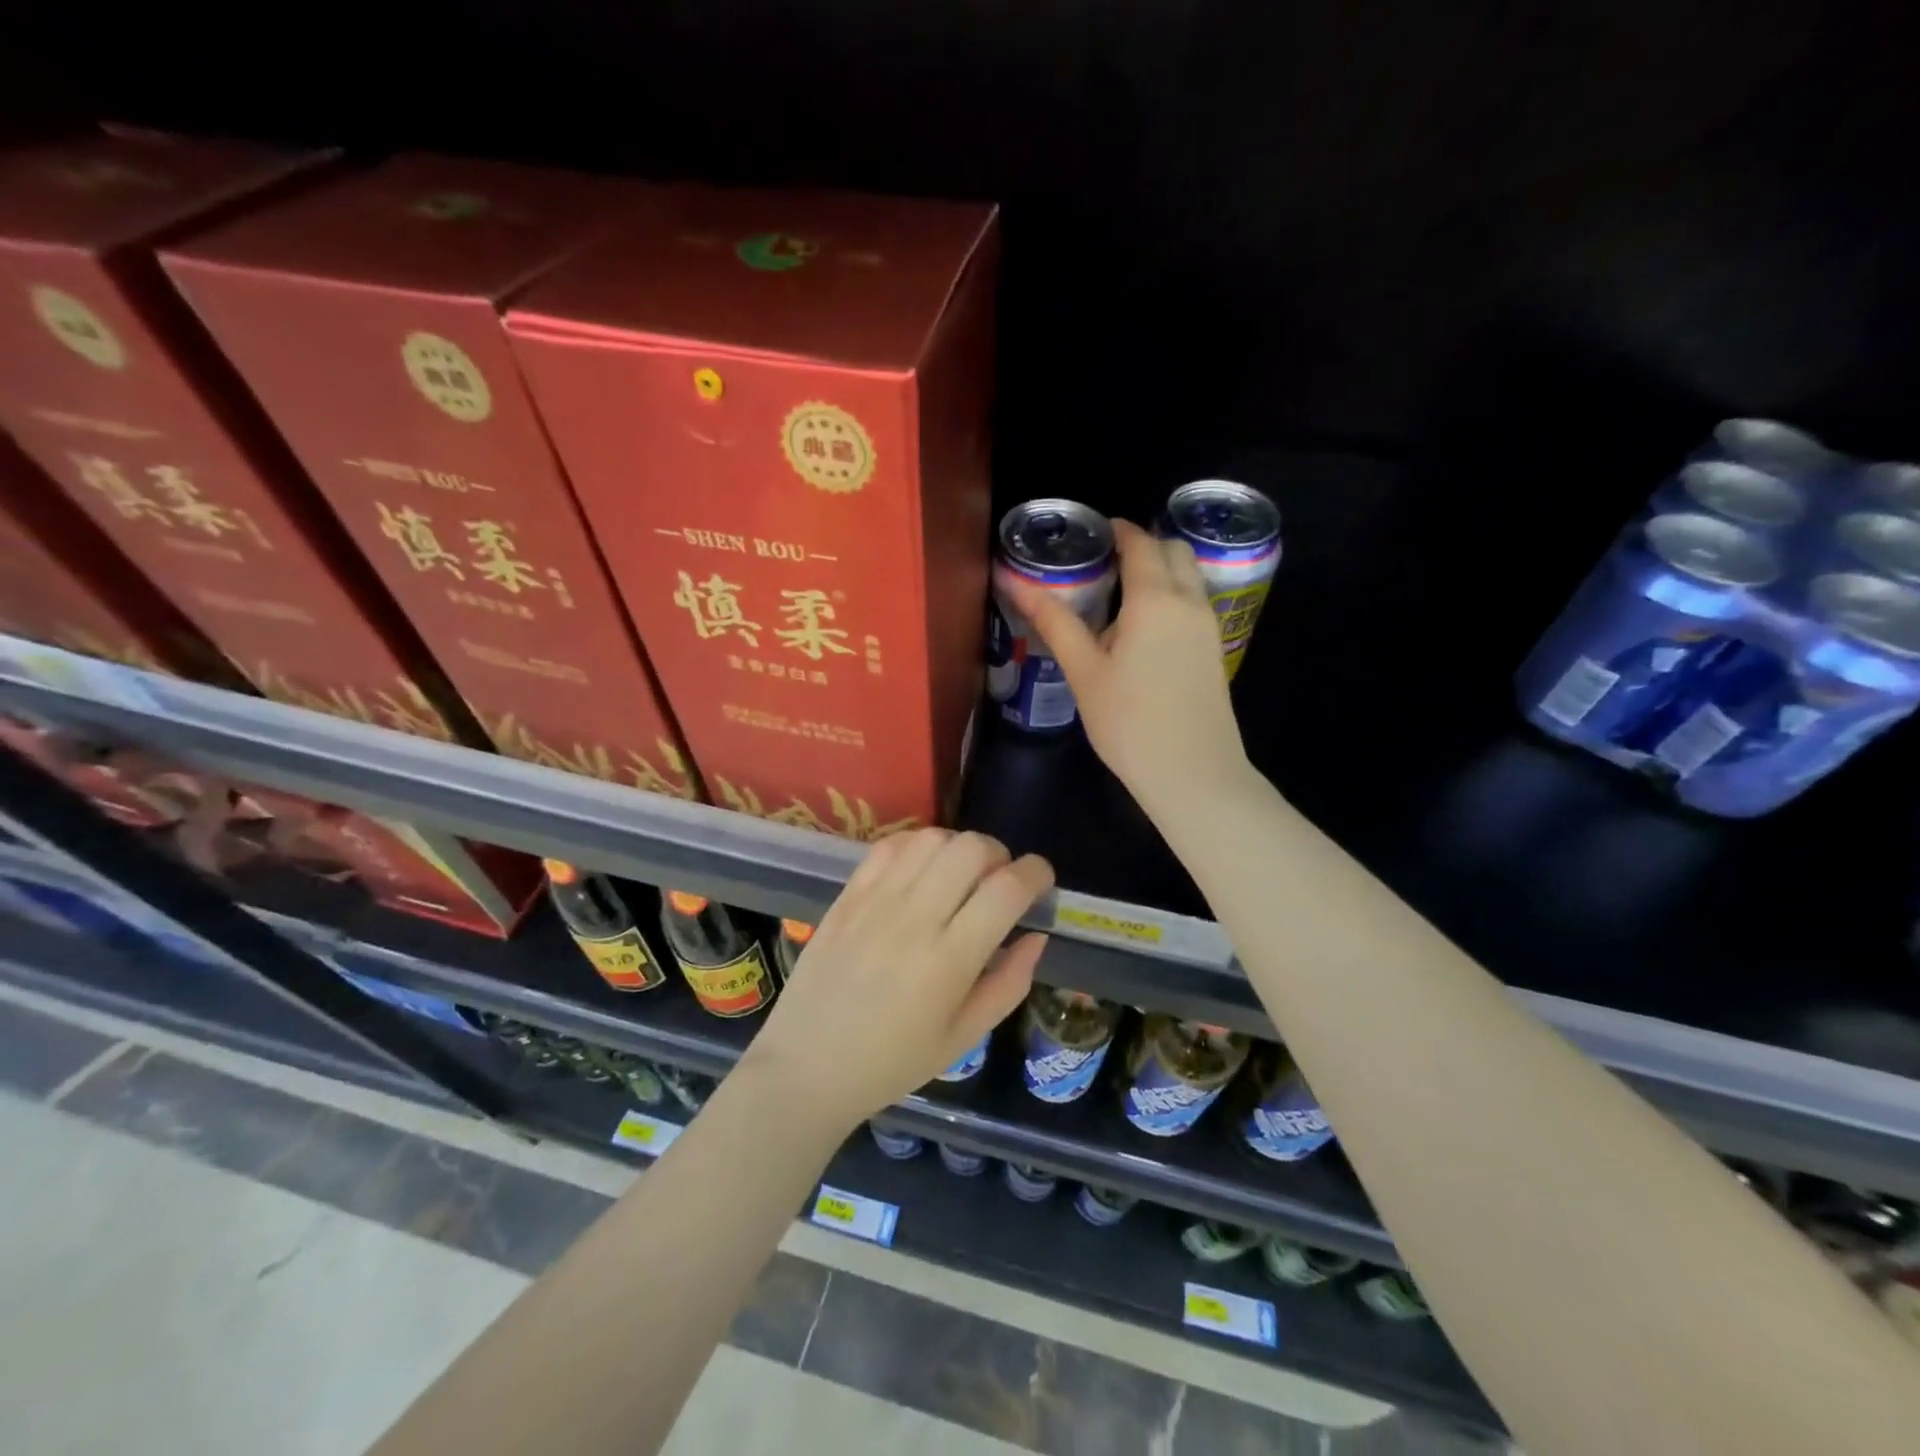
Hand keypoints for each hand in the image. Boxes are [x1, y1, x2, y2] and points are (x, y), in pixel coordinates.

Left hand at [744, 829, 1052, 1132]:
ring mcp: (876, 901)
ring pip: (933, 838)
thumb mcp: (963, 1038)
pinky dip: (918, 846)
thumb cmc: (892, 1063)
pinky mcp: (848, 894)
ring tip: (960, 876)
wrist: (806, 1066)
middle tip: (999, 882)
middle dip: (1000, 855)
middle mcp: (915, 918)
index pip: (1007, 888)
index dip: (1036, 873)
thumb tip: (1037, 936)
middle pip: (972, 848)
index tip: (1042, 880)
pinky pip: (890, 845)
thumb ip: (1009, 984)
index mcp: (949, 960)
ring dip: (959, 847)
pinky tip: (922, 872)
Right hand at [1008, 518, 1247, 813]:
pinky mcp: (1215, 648)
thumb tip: (1018, 584)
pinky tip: (1143, 628)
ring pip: (1189, 575)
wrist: (1193, 773)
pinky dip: (1172, 594)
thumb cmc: (1130, 722)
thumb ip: (1055, 623)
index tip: (1089, 533)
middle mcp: (1190, 601)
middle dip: (1142, 544)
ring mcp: (1209, 625)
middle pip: (1172, 550)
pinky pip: (1195, 601)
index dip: (1115, 530)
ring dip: (1160, 569)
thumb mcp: (1084, 672)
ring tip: (1119, 594)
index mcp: (1155, 599)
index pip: (1139, 542)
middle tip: (1103, 563)